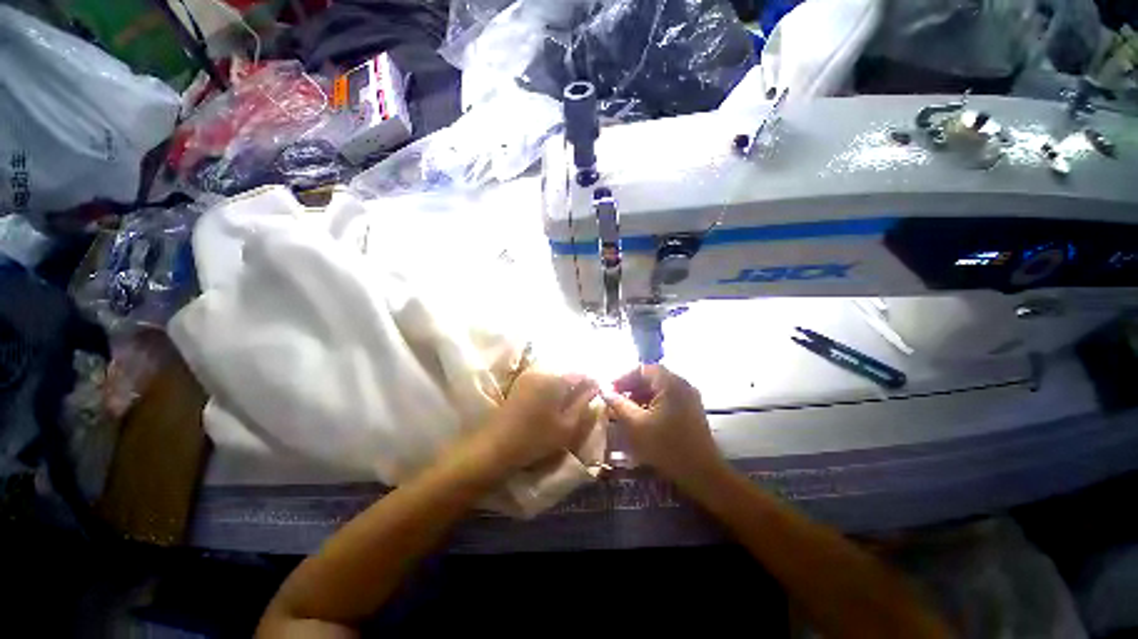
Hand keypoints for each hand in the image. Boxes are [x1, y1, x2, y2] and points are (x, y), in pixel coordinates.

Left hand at [479, 369, 599, 470]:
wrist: (495, 446)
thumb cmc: (535, 438)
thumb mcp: (567, 426)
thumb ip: (584, 404)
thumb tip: (596, 388)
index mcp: (555, 379)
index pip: (581, 374)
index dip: (592, 383)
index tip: (598, 394)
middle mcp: (542, 371)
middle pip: (568, 372)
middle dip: (578, 384)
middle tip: (585, 401)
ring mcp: (529, 375)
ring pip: (556, 375)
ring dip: (565, 386)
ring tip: (570, 404)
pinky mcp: (520, 382)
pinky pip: (544, 379)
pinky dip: (553, 388)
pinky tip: (553, 404)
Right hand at [603, 365, 724, 488]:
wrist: (702, 474)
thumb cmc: (666, 446)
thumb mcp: (636, 425)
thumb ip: (619, 404)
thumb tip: (605, 391)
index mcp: (671, 383)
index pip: (643, 368)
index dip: (624, 377)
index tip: (611, 391)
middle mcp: (682, 384)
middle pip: (652, 377)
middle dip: (632, 387)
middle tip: (617, 400)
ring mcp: (690, 397)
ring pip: (660, 388)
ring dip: (641, 396)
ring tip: (627, 411)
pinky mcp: (692, 410)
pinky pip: (668, 398)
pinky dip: (653, 403)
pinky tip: (643, 418)